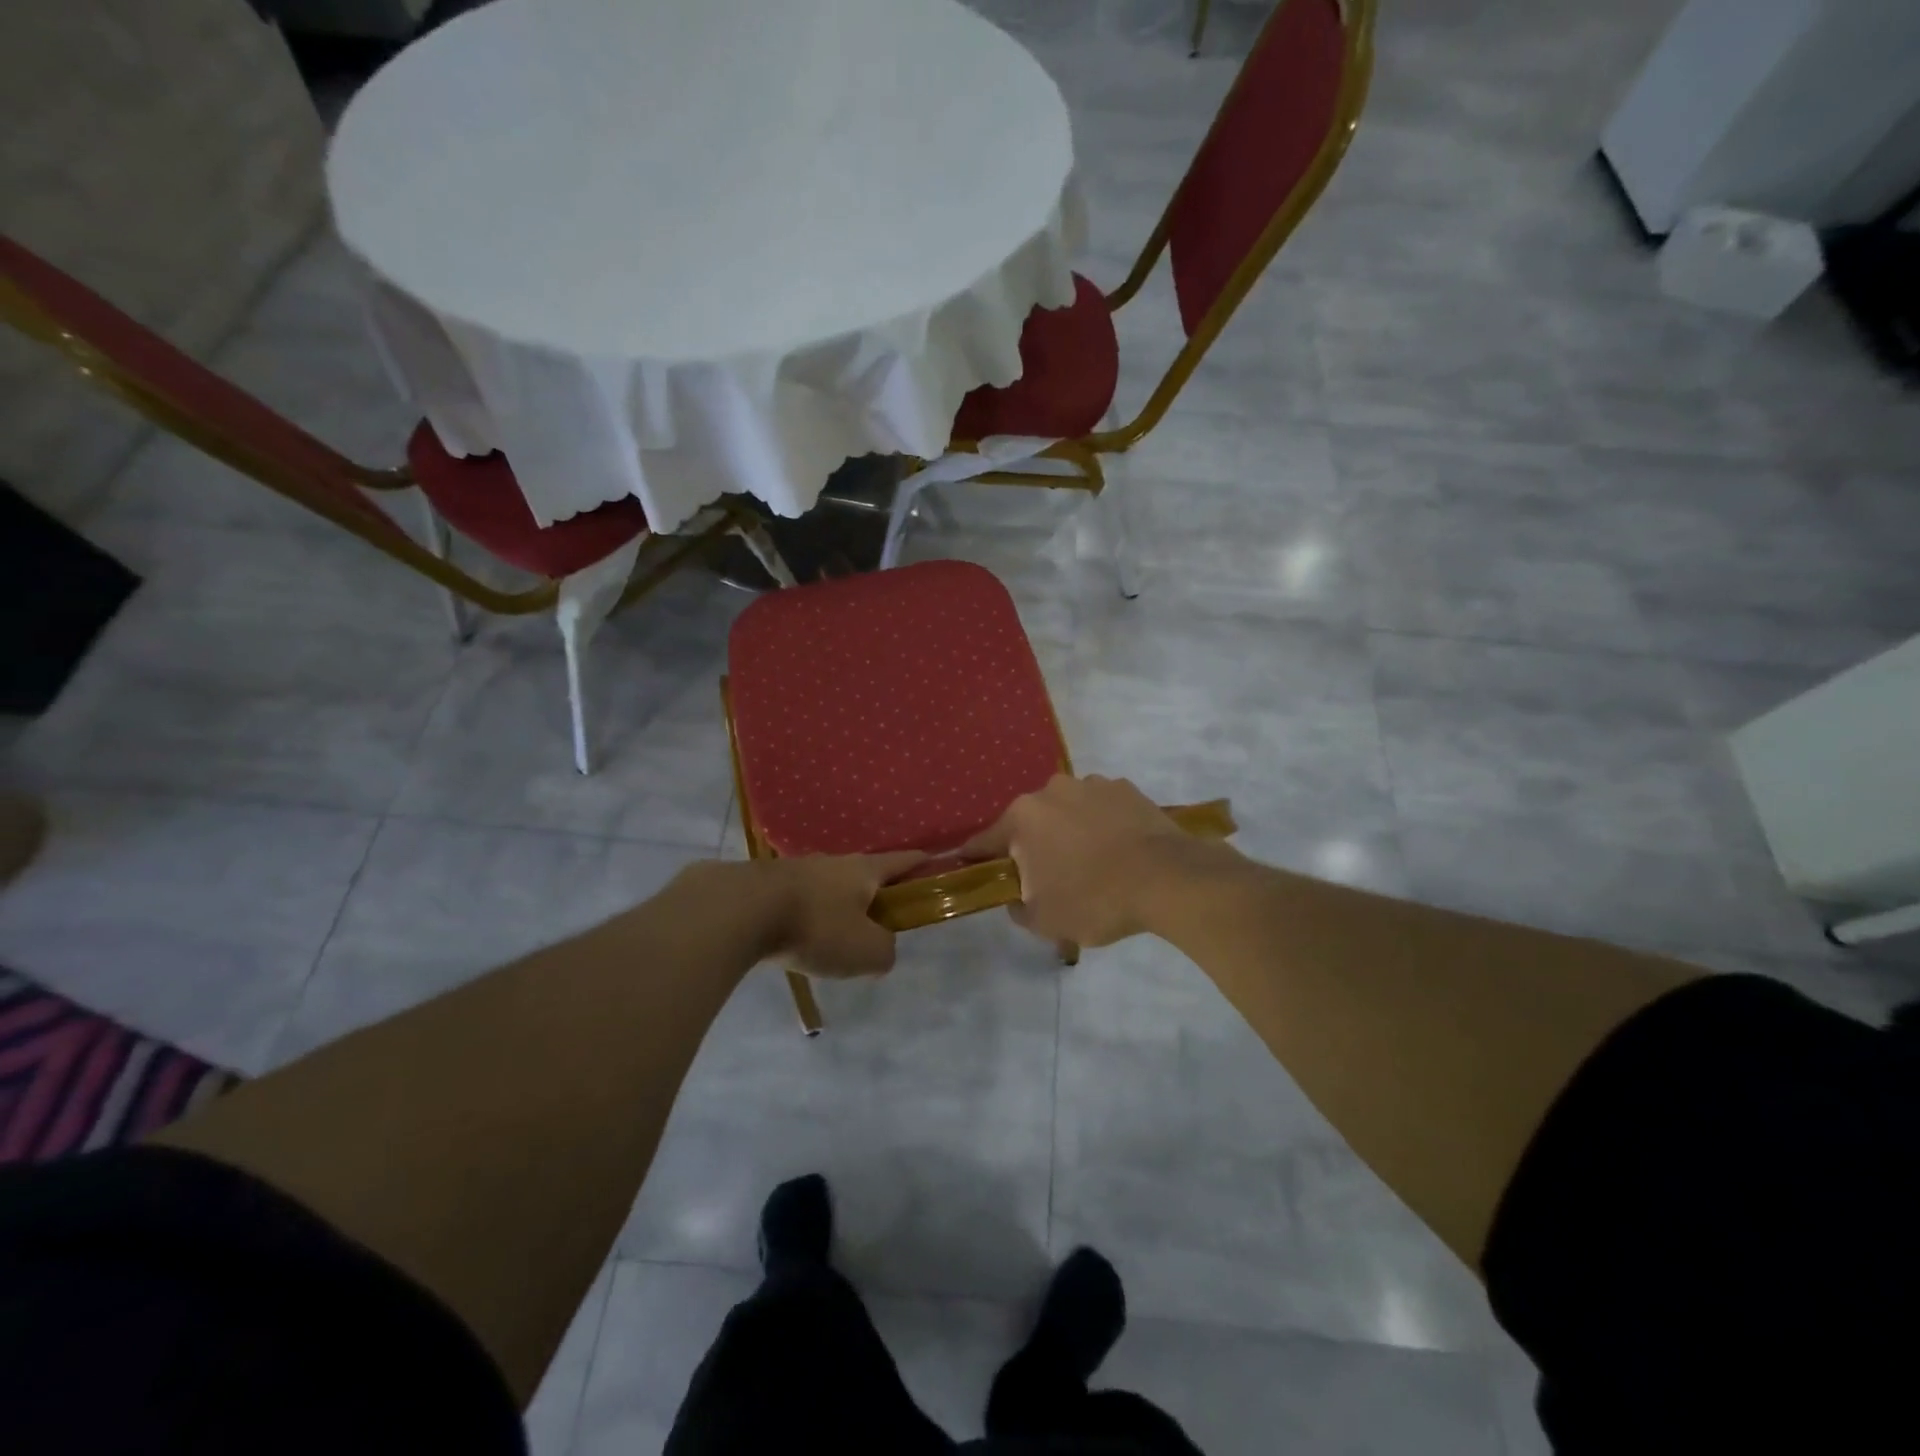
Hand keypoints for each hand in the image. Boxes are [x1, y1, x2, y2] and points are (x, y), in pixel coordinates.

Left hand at [763, 851, 926, 978]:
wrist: (741, 911)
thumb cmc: (816, 927)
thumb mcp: (866, 951)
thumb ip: (885, 950)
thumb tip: (882, 948)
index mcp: (865, 870)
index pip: (903, 861)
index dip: (922, 864)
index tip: (935, 865)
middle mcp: (834, 862)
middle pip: (865, 874)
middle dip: (876, 892)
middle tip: (881, 921)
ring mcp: (798, 869)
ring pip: (829, 887)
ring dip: (837, 905)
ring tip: (835, 936)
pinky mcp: (767, 884)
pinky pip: (799, 900)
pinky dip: (807, 915)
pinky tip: (799, 937)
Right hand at [963, 774, 1227, 947]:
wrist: (1168, 880)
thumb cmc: (1094, 900)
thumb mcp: (1043, 920)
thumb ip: (1017, 907)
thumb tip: (1017, 898)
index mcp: (1023, 817)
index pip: (986, 840)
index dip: (977, 857)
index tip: (971, 866)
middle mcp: (1052, 790)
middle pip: (1030, 822)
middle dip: (1032, 845)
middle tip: (1046, 877)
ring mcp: (1092, 784)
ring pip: (1067, 812)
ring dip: (1069, 831)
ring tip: (1090, 863)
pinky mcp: (1126, 788)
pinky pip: (1101, 809)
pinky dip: (1102, 825)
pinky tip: (1117, 851)